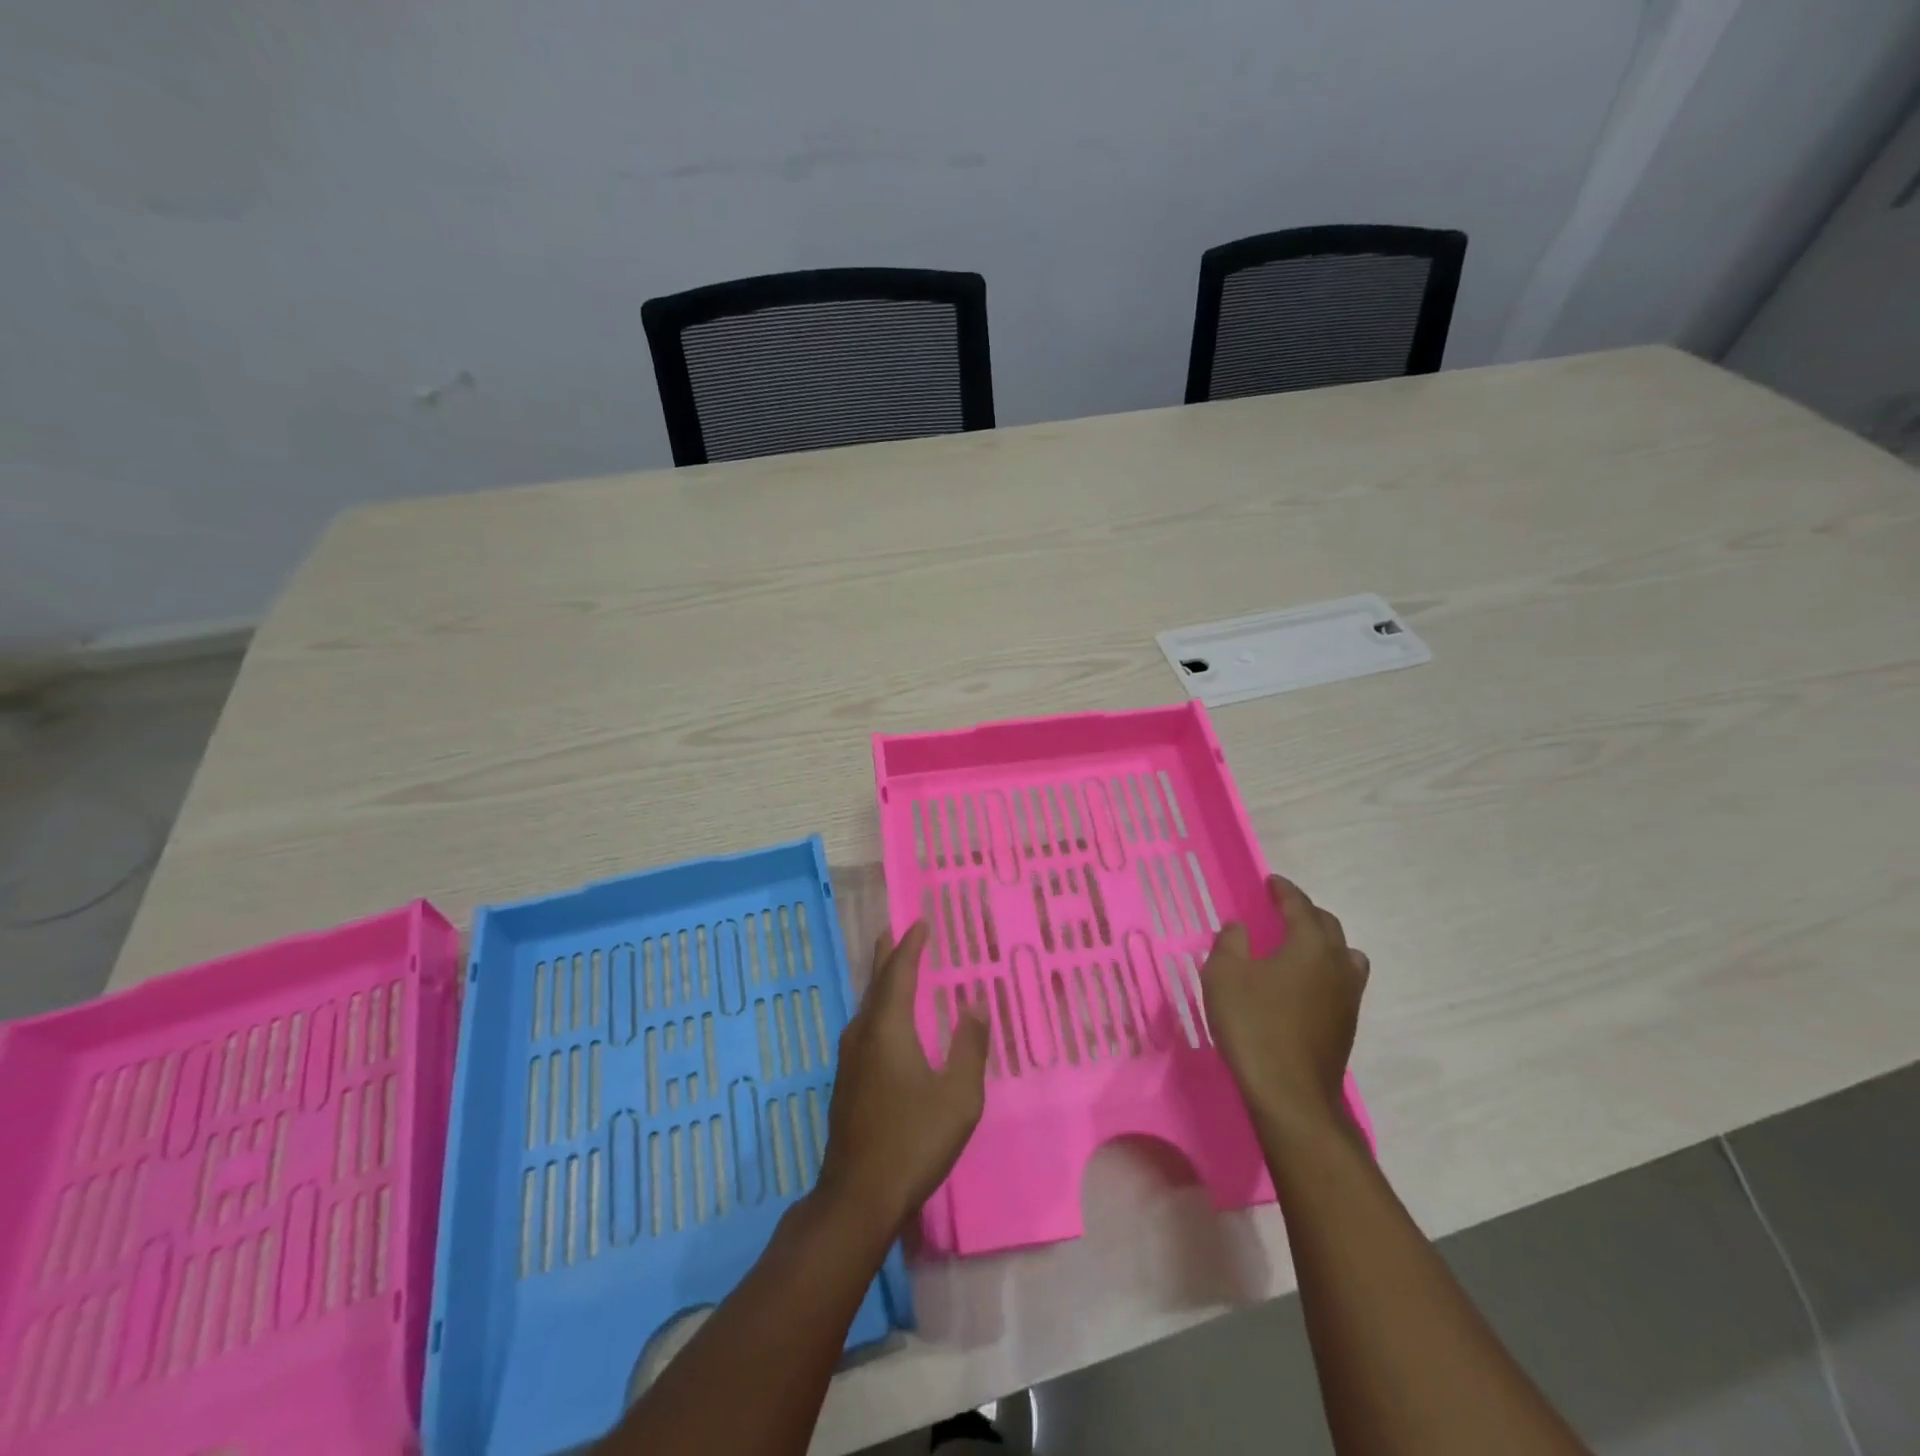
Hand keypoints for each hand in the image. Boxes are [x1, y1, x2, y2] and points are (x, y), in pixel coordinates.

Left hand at [817, 922, 989, 1231]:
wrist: (857, 1196)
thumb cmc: (913, 1141)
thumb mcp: (958, 1097)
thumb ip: (969, 1046)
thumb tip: (975, 1003)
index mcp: (888, 1028)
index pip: (899, 972)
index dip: (911, 945)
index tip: (920, 922)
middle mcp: (863, 1033)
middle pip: (877, 982)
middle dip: (888, 954)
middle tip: (898, 929)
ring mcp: (850, 1058)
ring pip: (867, 1004)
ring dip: (882, 979)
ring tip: (895, 964)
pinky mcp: (847, 1080)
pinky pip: (865, 1024)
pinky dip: (879, 1005)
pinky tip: (888, 1020)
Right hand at [1201, 874, 1369, 1133]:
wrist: (1290, 1095)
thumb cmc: (1253, 1025)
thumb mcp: (1224, 975)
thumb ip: (1230, 943)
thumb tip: (1239, 926)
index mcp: (1310, 945)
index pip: (1299, 905)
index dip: (1284, 890)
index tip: (1271, 881)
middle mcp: (1337, 964)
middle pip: (1327, 926)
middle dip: (1305, 912)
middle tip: (1281, 909)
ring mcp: (1348, 997)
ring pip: (1343, 955)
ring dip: (1322, 943)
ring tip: (1298, 946)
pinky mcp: (1346, 1025)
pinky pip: (1341, 981)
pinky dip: (1324, 970)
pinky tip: (1303, 984)